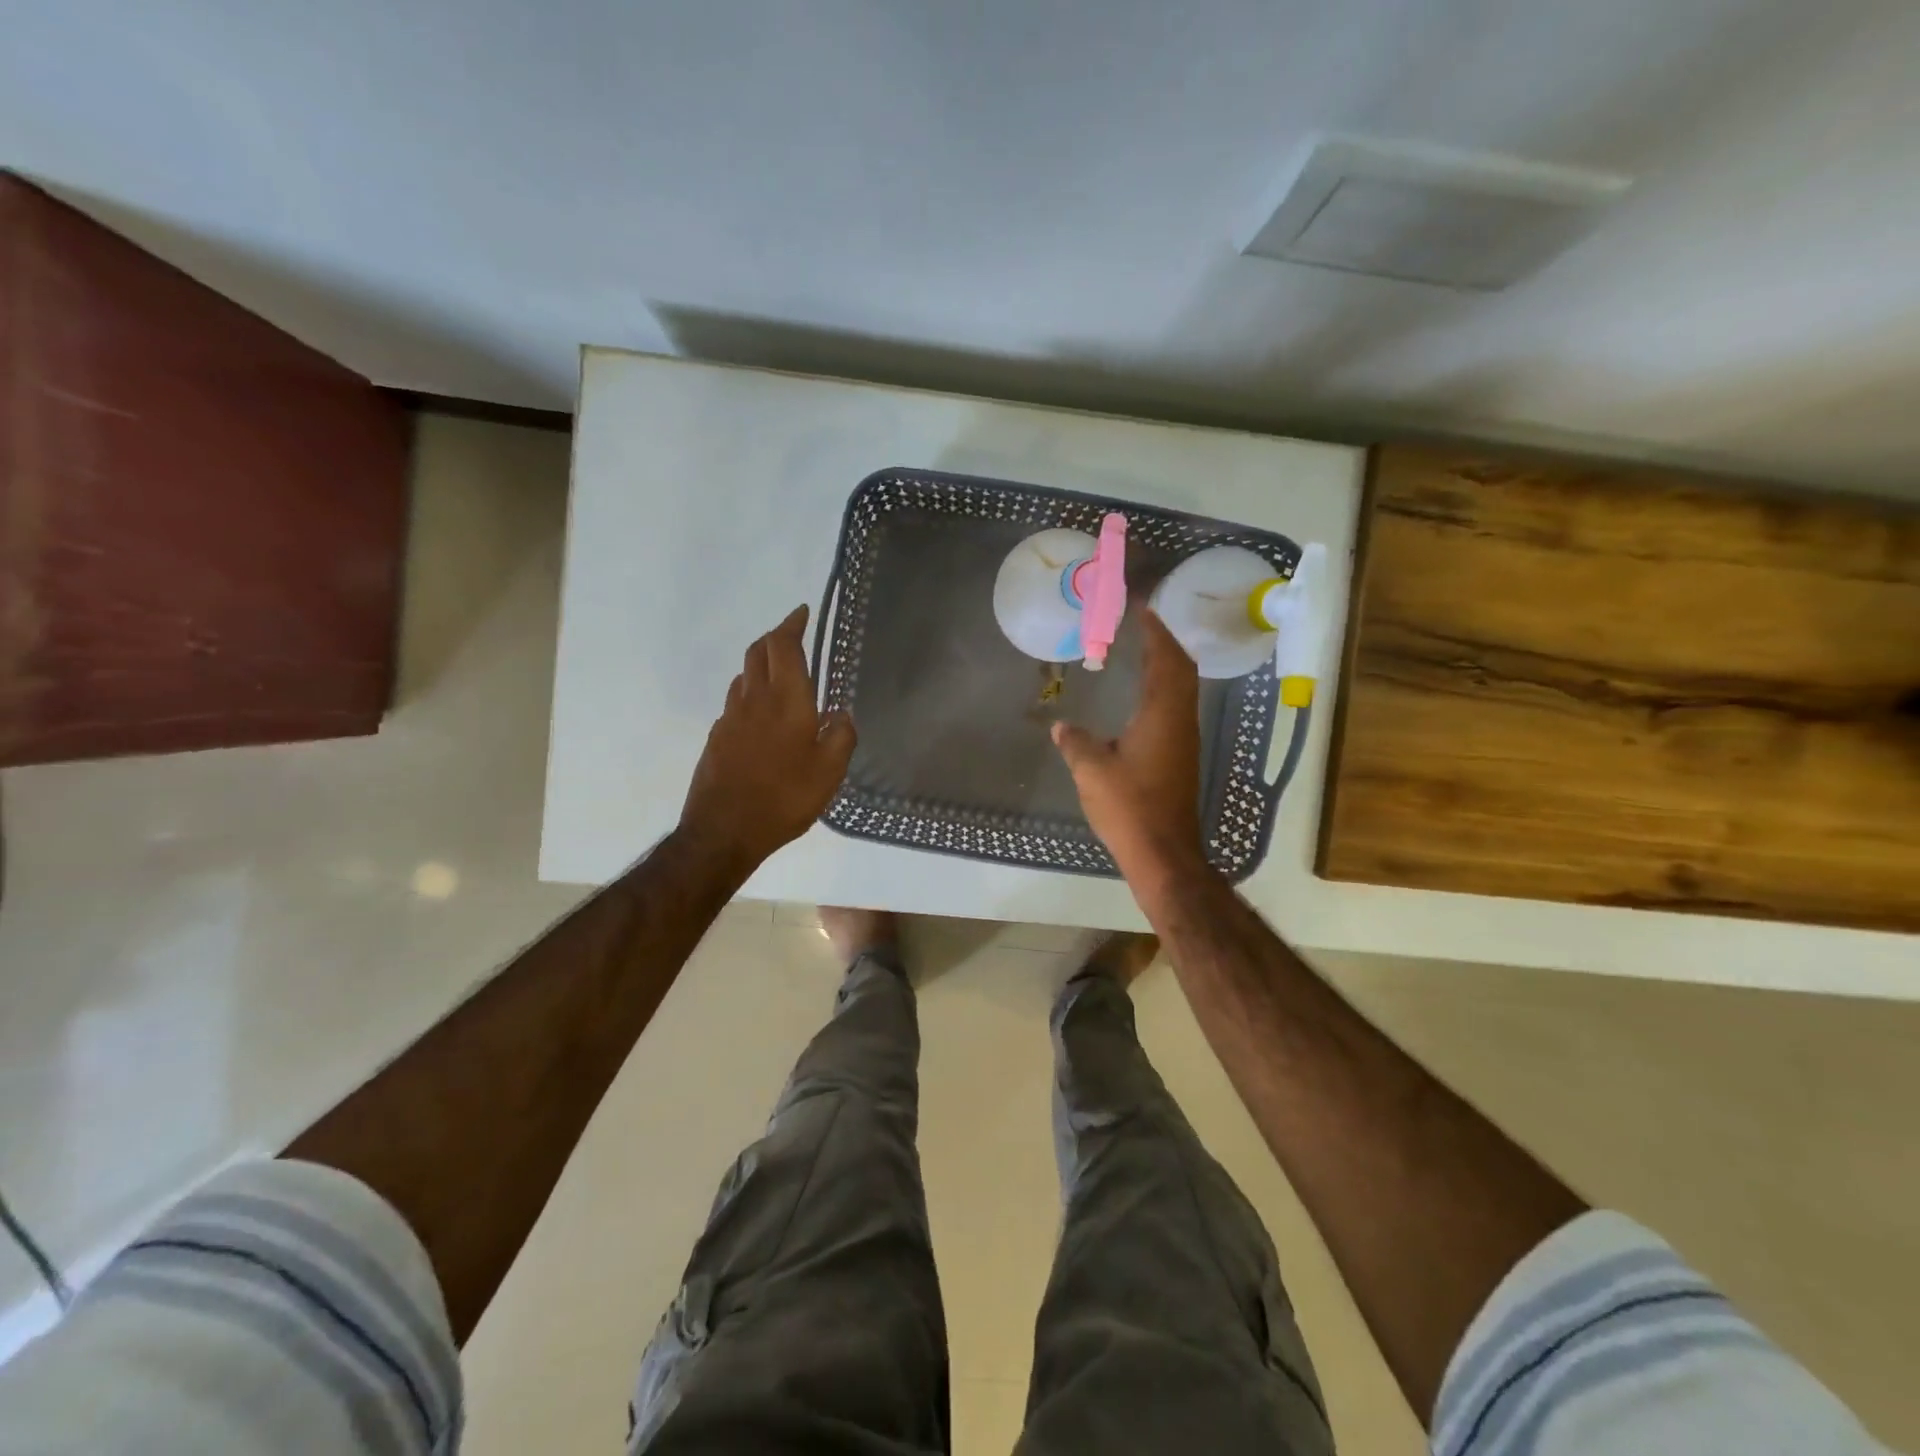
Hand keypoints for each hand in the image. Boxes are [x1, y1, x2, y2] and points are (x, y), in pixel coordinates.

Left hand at [679, 605, 856, 871]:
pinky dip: (751, 693)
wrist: (723, 832)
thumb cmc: (784, 798)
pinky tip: (762, 715)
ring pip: (744, 676)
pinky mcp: (717, 738)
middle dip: (776, 637)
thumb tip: (840, 714)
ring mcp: (730, 718)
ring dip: (761, 664)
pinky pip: (736, 702)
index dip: (792, 624)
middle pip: (758, 652)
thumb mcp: (830, 772)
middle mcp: (754, 700)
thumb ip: (841, 736)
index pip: (784, 646)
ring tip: (781, 674)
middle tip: (793, 636)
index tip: (802, 612)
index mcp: (786, 701)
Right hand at [1052, 610, 1202, 875]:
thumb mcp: (1092, 771)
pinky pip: (1175, 708)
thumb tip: (1061, 726)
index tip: (1141, 609)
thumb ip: (1076, 743)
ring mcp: (1183, 740)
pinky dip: (1163, 689)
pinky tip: (1142, 697)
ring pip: (1182, 690)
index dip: (1155, 632)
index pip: (1166, 660)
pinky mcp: (1180, 757)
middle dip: (1164, 643)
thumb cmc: (1129, 806)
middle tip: (1141, 624)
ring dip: (1166, 665)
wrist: (1163, 852)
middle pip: (1181, 670)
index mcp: (1162, 715)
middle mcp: (1180, 721)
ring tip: (1142, 652)